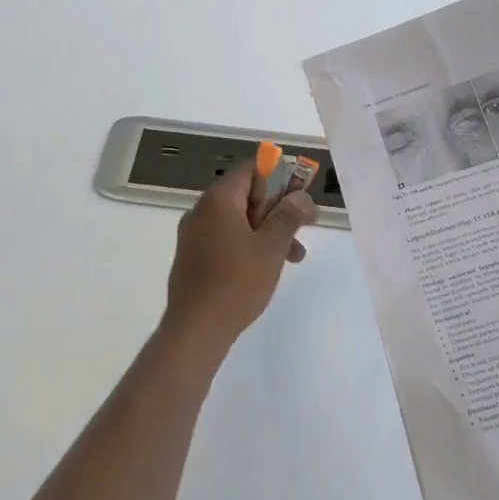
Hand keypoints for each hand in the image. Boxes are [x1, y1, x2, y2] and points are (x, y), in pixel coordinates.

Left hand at [164, 161, 316, 355]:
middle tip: (305, 225)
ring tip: (295, 256)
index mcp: (218, 199)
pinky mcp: (193, 258)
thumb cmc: (237, 282)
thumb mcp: (271, 246)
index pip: (251, 169)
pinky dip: (249, 245)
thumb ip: (288, 215)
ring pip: (239, 221)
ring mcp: (194, 235)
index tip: (300, 197)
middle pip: (246, 195)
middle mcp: (202, 210)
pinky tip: (267, 267)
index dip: (279, 177)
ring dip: (268, 231)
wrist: (195, 330)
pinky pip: (226, 239)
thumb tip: (300, 196)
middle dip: (278, 209)